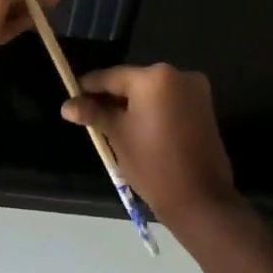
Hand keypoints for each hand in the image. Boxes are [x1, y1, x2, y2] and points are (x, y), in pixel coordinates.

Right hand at [61, 64, 236, 224]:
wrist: (199, 198)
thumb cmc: (153, 163)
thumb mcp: (118, 135)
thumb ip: (94, 113)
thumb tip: (67, 106)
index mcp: (154, 77)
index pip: (111, 77)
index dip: (88, 87)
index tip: (72, 98)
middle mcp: (178, 75)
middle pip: (133, 82)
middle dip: (111, 97)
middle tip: (89, 114)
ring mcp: (195, 91)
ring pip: (152, 92)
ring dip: (132, 104)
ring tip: (110, 124)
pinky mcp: (204, 108)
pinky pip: (169, 102)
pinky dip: (152, 110)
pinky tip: (136, 128)